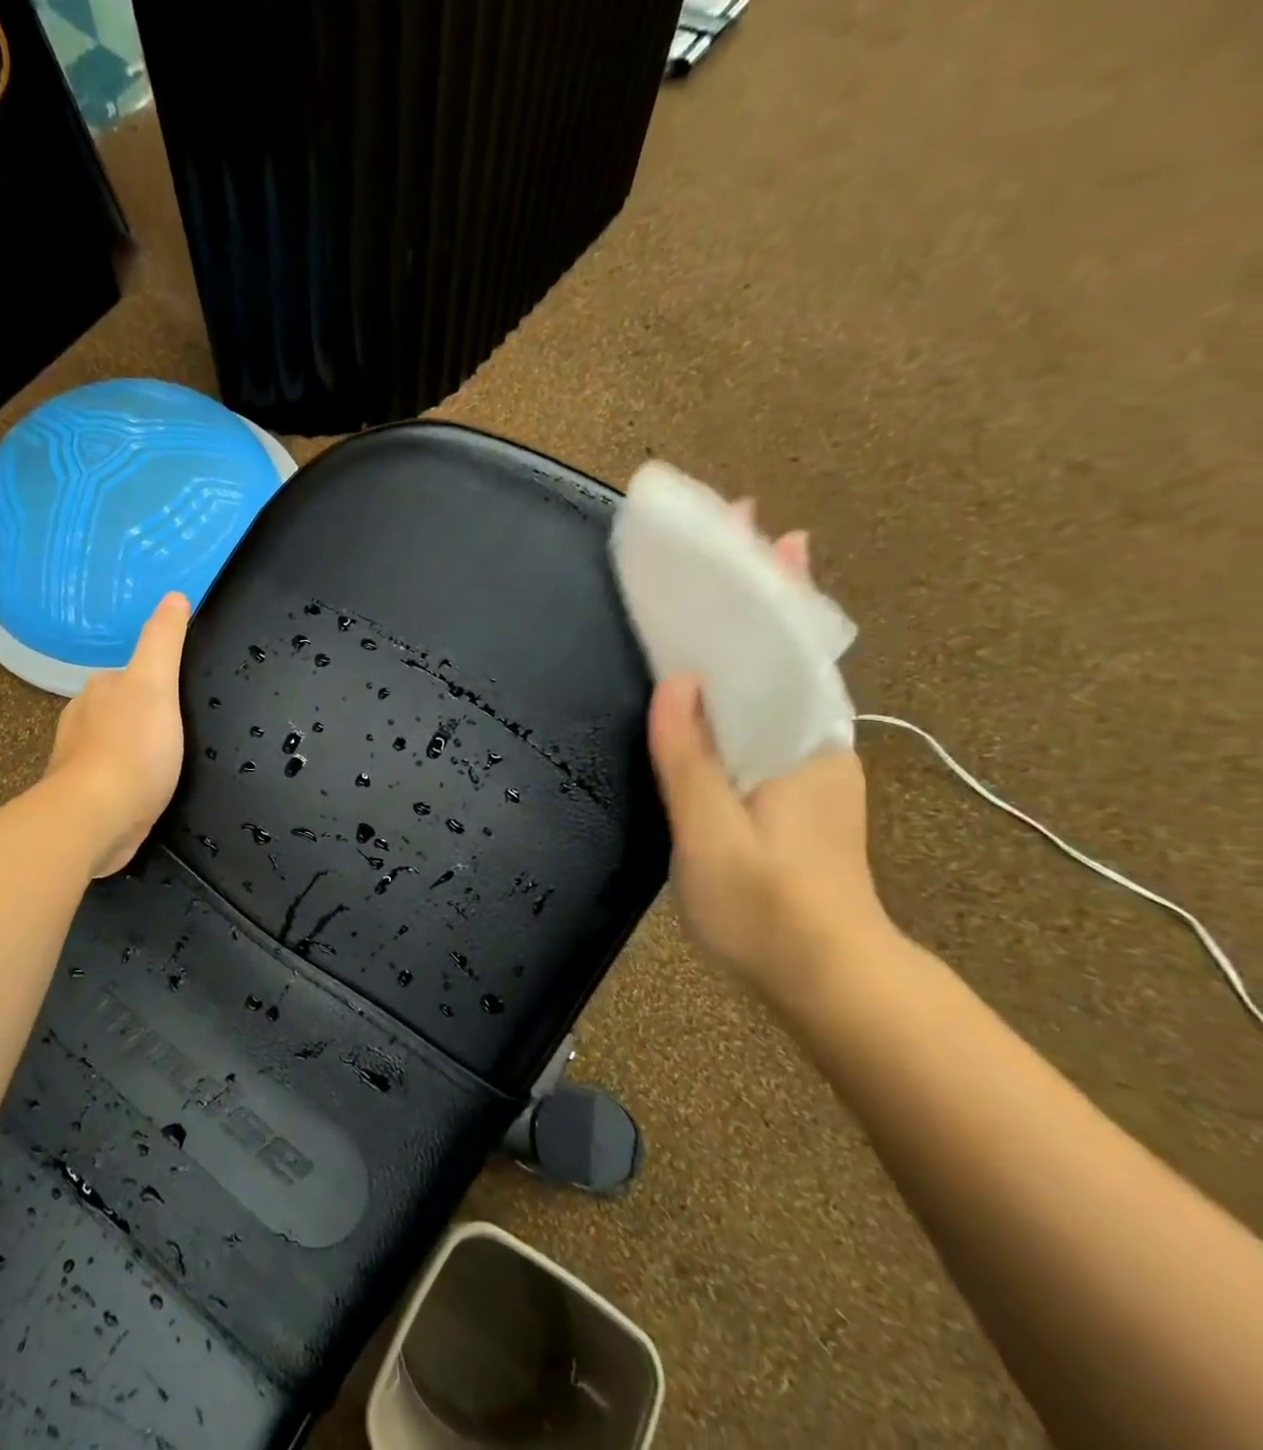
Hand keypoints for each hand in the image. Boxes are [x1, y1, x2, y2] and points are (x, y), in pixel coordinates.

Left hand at [45, 592, 191, 876]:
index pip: (133, 675)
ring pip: (117, 745)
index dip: (160, 683)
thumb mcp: (156, 683)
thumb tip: (174, 596)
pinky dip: (131, 781)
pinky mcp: (87, 797)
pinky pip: (115, 779)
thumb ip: (163, 640)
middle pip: (124, 709)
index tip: (186, 700)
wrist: (96, 818)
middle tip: (186, 733)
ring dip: (139, 750)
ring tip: (170, 764)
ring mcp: (80, 760)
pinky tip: (148, 793)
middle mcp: (83, 718)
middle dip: (149, 718)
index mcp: (100, 688)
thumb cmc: (132, 748)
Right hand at [645, 515, 890, 996]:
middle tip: (746, 528)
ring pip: (781, 675)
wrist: (828, 976)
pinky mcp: (792, 782)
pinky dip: (751, 667)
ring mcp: (807, 761)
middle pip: (789, 648)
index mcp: (801, 745)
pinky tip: (727, 665)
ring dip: (760, 621)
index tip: (764, 529)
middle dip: (769, 587)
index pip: (785, 648)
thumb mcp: (715, 837)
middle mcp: (814, 740)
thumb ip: (693, 760)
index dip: (771, 589)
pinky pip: (769, 705)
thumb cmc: (768, 910)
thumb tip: (676, 683)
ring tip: (737, 576)